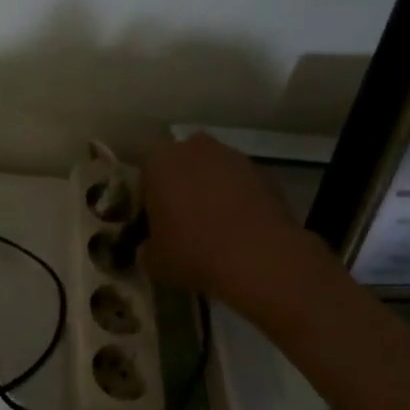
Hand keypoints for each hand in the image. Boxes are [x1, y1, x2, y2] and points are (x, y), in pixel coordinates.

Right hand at [139, 133, 309, 310]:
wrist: (258, 256)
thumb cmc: (193, 252)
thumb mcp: (153, 261)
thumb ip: (146, 247)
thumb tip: (149, 247)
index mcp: (158, 163)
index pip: (146, 182)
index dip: (150, 207)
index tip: (156, 230)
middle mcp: (193, 149)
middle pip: (181, 169)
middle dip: (181, 190)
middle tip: (185, 225)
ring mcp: (232, 157)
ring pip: (213, 173)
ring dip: (211, 192)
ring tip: (216, 228)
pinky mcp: (263, 171)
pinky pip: (240, 185)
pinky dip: (238, 200)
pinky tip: (240, 229)